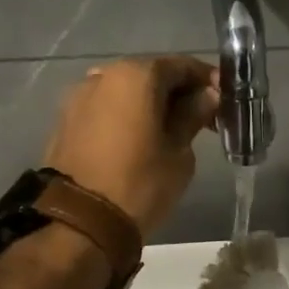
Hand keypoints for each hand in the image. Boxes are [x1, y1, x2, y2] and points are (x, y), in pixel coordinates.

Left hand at [42, 57, 217, 239]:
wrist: (78, 223)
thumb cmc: (139, 184)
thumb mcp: (179, 153)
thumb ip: (193, 116)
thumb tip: (206, 96)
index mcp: (135, 75)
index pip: (181, 65)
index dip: (206, 80)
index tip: (223, 100)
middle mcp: (102, 75)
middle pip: (149, 76)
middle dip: (176, 93)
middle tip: (200, 119)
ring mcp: (78, 97)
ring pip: (124, 93)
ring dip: (148, 106)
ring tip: (168, 133)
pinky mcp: (64, 121)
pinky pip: (105, 110)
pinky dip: (125, 118)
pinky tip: (138, 141)